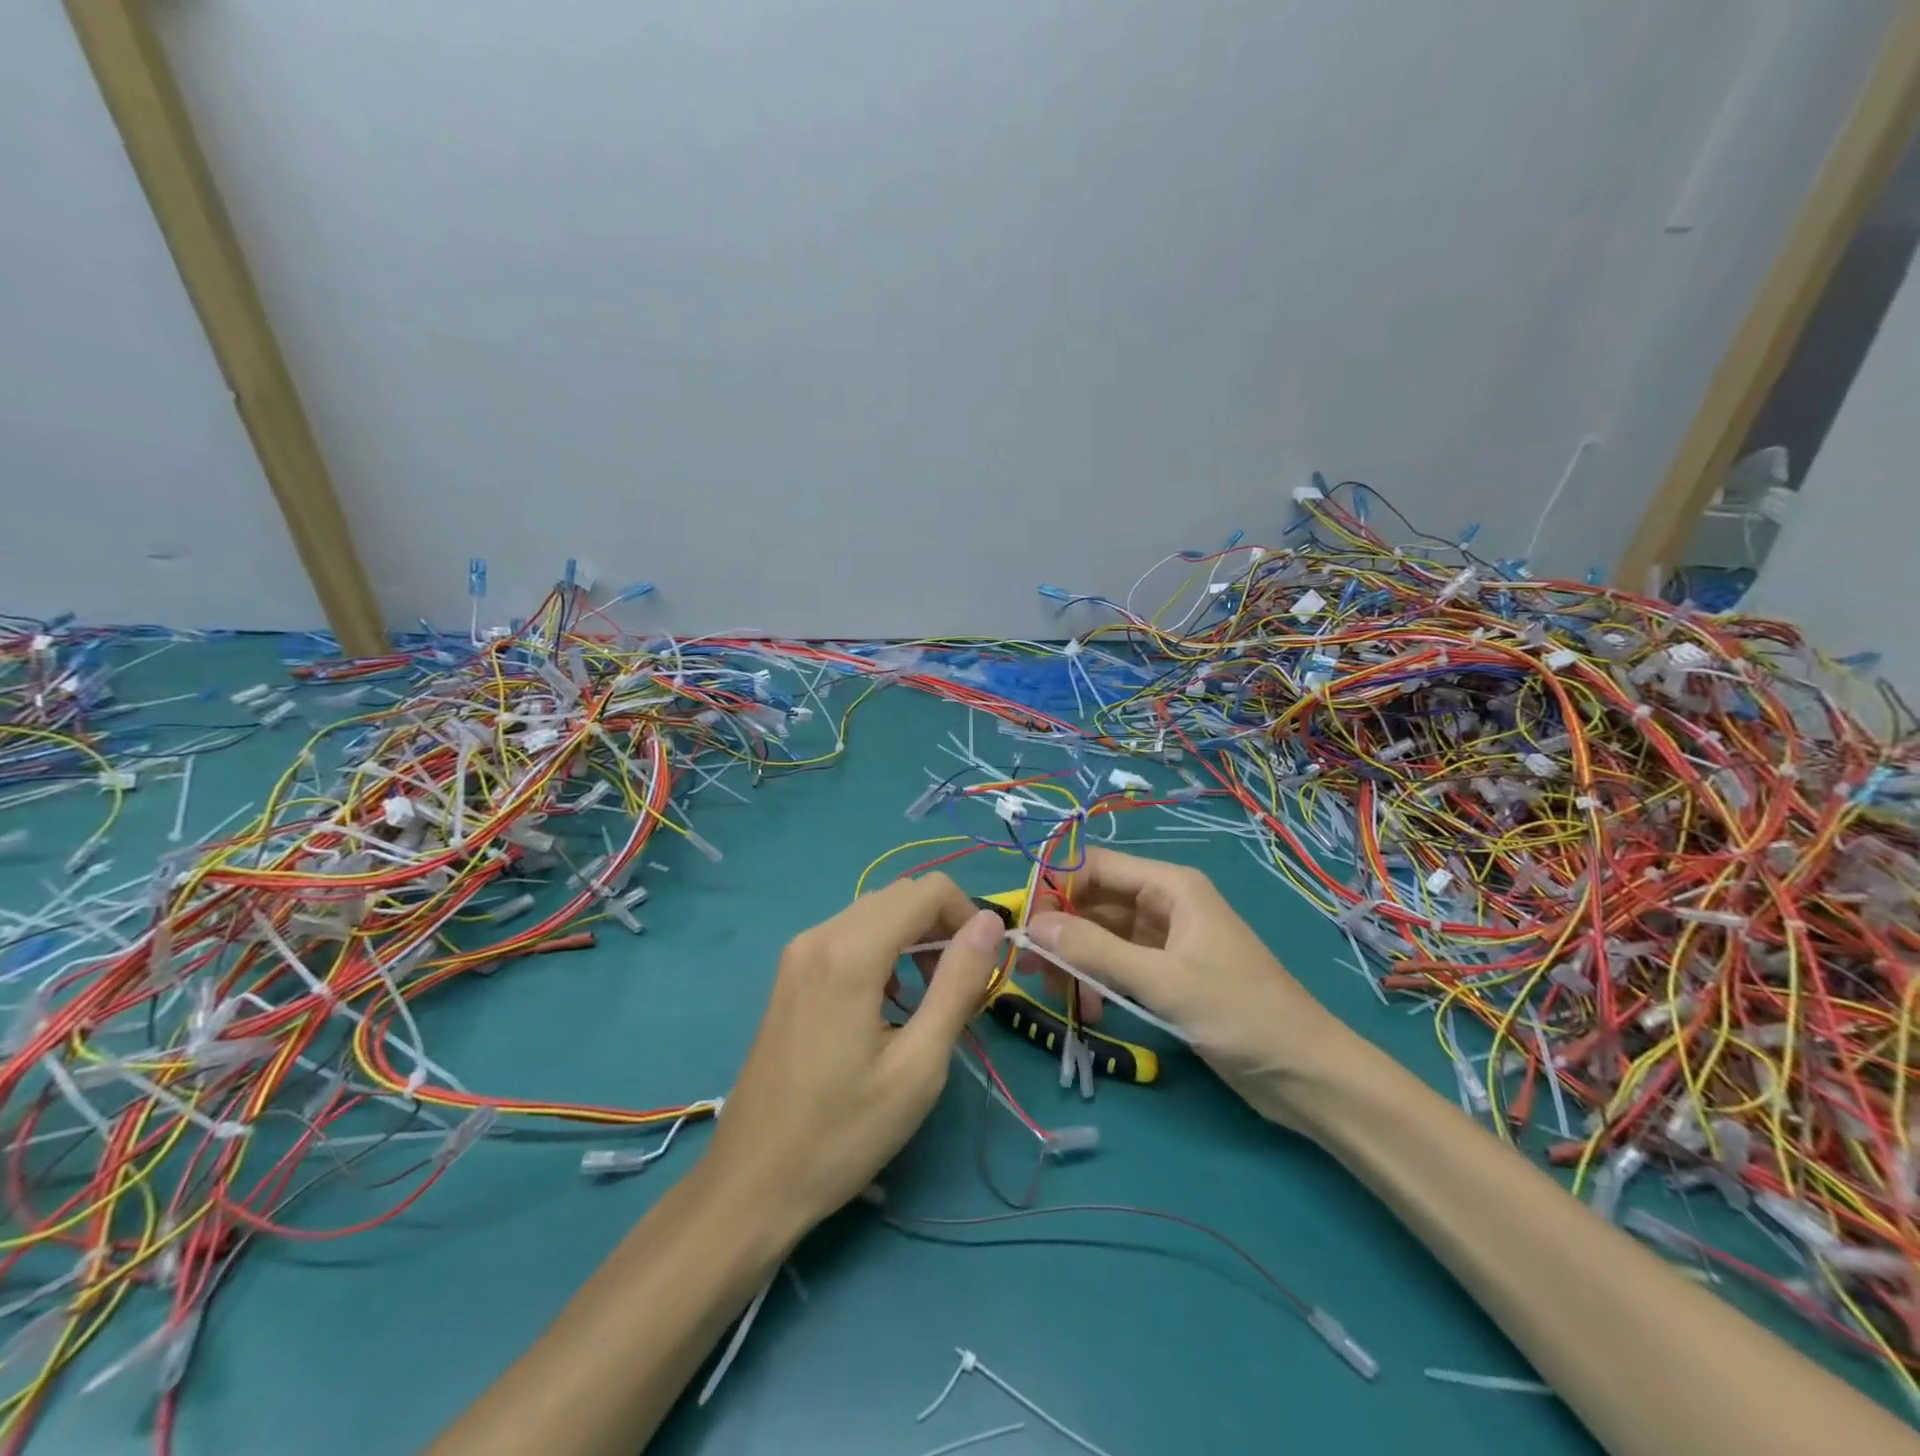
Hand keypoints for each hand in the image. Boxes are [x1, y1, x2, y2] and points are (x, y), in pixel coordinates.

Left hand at [706, 874, 1004, 1238]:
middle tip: (959, 987)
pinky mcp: (790, 971)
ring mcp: (799, 951)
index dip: (967, 914)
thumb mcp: (918, 1066)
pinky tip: (888, 1001)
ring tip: (929, 998)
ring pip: (875, 912)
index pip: (927, 890)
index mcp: (851, 952)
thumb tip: (988, 923)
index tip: (982, 966)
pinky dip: (883, 949)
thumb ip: (958, 984)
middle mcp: (820, 934)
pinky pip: (849, 934)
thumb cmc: (842, 1132)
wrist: (751, 1181)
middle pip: (901, 895)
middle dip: (942, 926)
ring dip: (913, 937)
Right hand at [1024, 847, 1359, 1128]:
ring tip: (1059, 996)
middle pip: (1095, 901)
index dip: (1056, 887)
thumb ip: (1095, 950)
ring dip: (1077, 961)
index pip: (1096, 867)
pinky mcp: (1168, 974)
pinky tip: (1091, 1012)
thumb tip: (1032, 925)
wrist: (1306, 1074)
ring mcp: (1166, 941)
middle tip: (1032, 969)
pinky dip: (1099, 981)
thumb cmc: (1240, 1014)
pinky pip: (1119, 965)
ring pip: (1103, 936)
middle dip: (1062, 931)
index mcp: (1170, 886)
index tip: (1025, 925)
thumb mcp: (1162, 981)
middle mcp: (1165, 904)